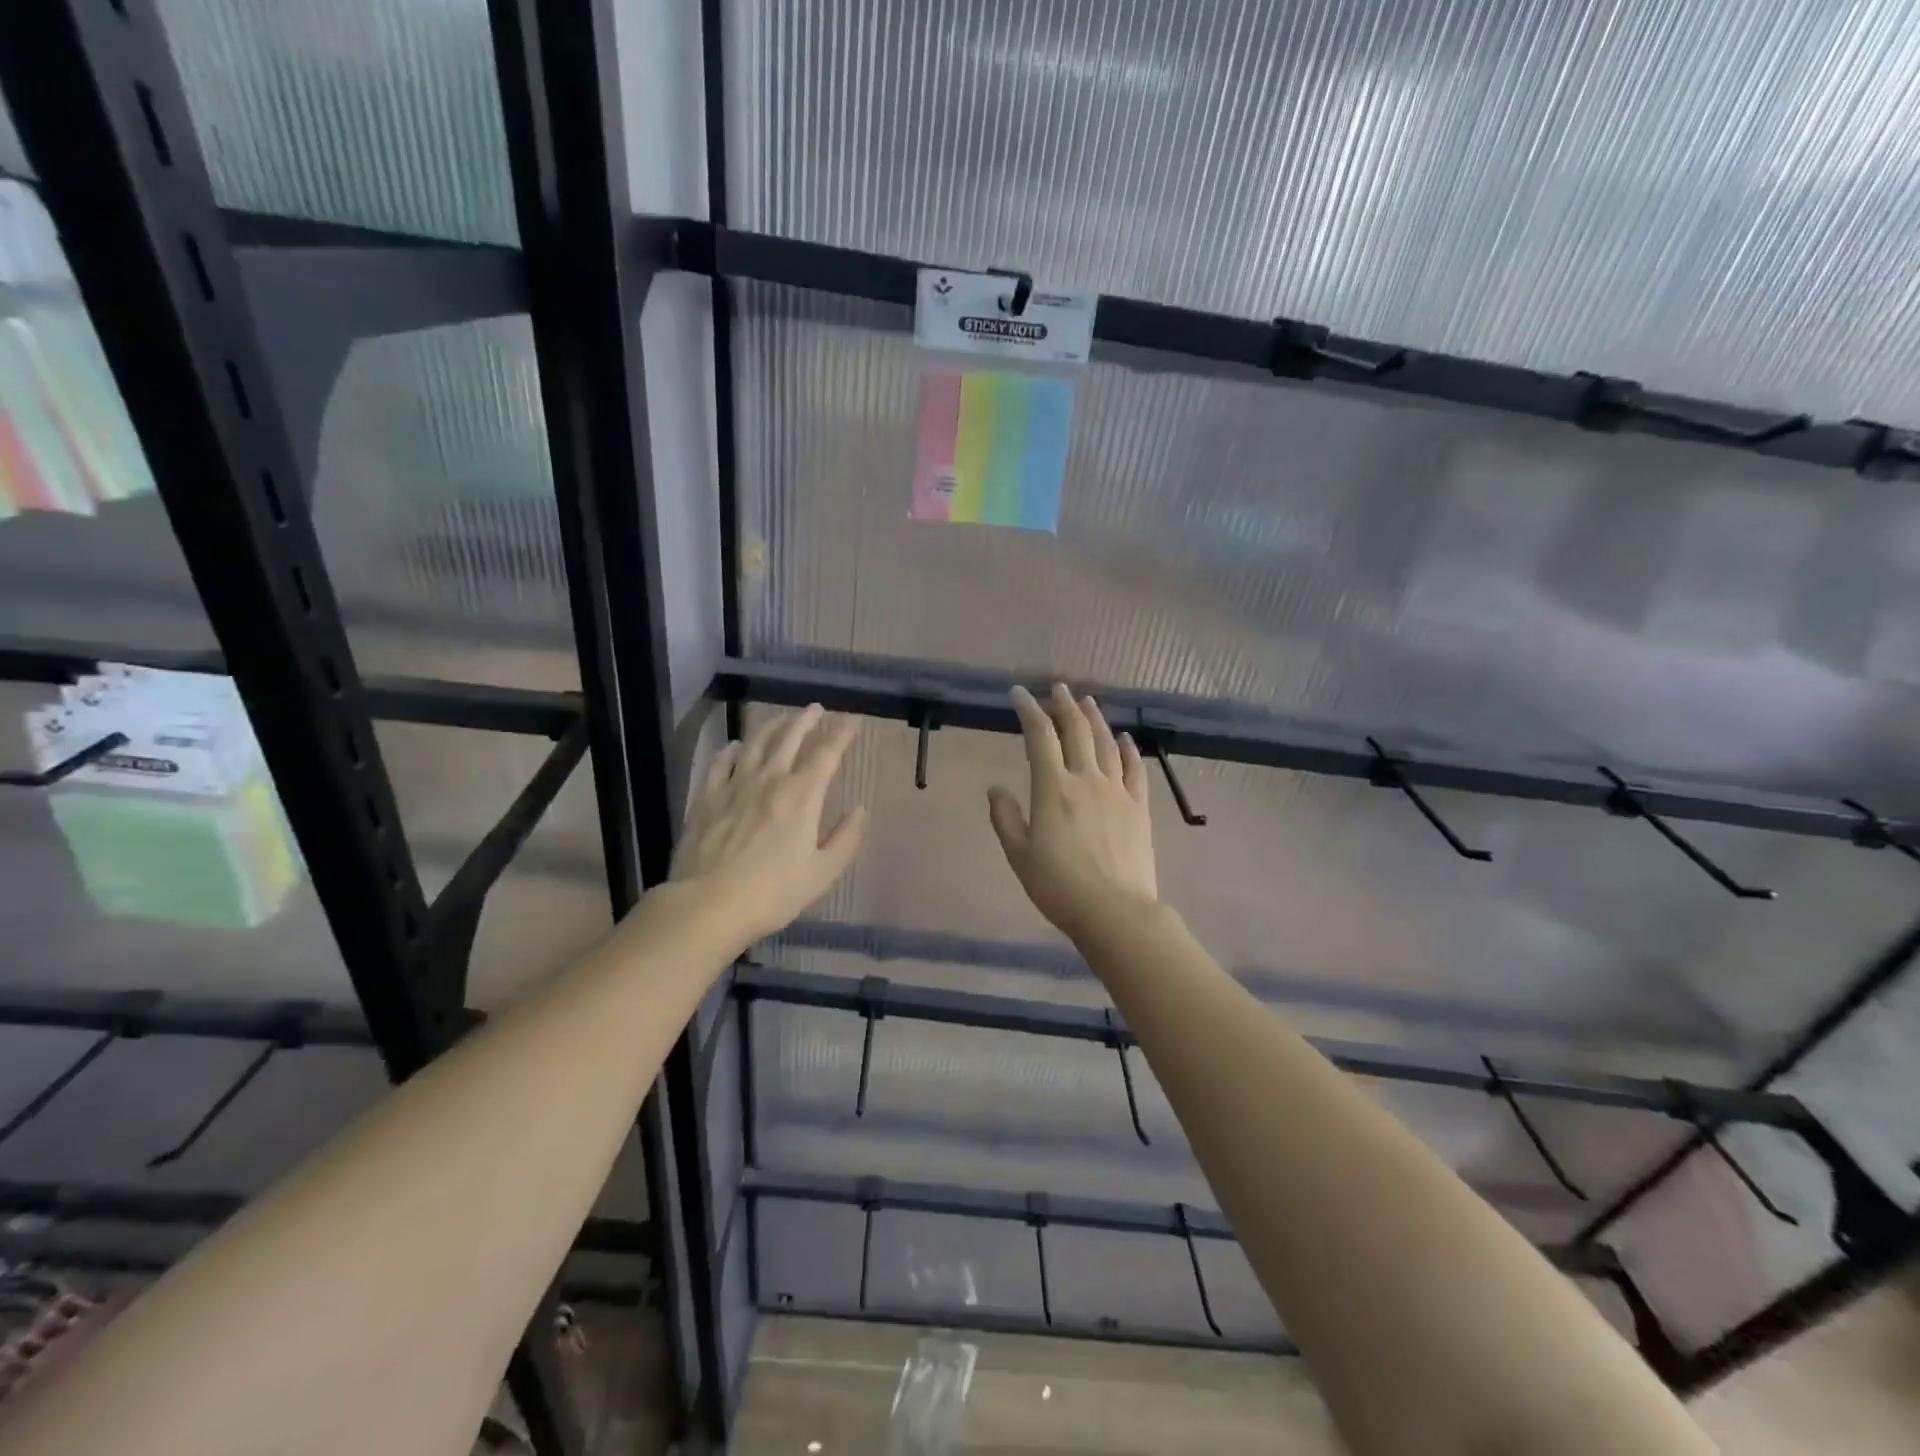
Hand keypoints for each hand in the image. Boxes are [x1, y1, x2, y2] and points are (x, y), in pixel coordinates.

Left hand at [670, 705, 867, 944]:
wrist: (707, 904)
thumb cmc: (772, 893)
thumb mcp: (821, 873)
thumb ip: (845, 839)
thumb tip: (860, 810)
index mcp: (802, 796)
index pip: (827, 753)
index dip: (842, 734)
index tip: (853, 721)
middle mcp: (769, 780)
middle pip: (789, 737)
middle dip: (806, 720)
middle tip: (816, 708)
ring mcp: (734, 785)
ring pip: (755, 743)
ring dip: (771, 726)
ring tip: (781, 718)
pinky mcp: (707, 797)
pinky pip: (720, 763)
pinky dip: (731, 750)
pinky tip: (735, 746)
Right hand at [988, 684, 1157, 943]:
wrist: (1115, 911)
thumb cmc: (1059, 886)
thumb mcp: (1020, 855)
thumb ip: (1006, 818)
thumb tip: (996, 789)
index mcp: (1053, 788)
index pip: (1040, 737)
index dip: (1029, 711)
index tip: (1019, 694)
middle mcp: (1086, 779)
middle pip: (1077, 731)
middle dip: (1064, 706)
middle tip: (1058, 688)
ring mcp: (1117, 791)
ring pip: (1106, 744)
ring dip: (1095, 719)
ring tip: (1087, 702)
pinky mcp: (1139, 807)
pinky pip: (1135, 769)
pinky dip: (1128, 749)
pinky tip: (1125, 739)